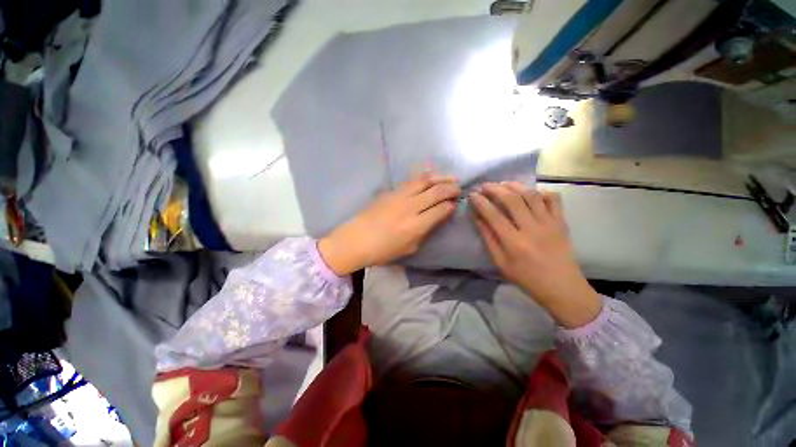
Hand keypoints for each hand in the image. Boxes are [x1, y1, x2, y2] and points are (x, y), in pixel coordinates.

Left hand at [318, 173, 459, 275]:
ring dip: (441, 178)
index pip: (441, 210)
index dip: (450, 206)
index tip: (454, 205)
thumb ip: (425, 232)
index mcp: (416, 226)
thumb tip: (437, 218)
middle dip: (451, 189)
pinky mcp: (391, 191)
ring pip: (425, 181)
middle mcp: (411, 207)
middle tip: (459, 188)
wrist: (356, 240)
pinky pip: (411, 180)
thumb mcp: (409, 248)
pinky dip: (424, 176)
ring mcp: (400, 197)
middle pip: (436, 192)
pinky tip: (431, 175)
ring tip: (451, 177)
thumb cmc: (383, 250)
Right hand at [469, 182, 601, 327]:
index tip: (472, 195)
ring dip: (515, 186)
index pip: (493, 216)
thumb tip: (477, 218)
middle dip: (496, 189)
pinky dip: (541, 192)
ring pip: (531, 196)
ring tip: (503, 183)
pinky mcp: (561, 222)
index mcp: (514, 243)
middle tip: (485, 185)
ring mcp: (549, 223)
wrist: (562, 288)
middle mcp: (532, 229)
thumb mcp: (500, 263)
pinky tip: (530, 192)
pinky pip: (554, 200)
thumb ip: (489, 239)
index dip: (481, 203)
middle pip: (512, 200)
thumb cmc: (526, 278)